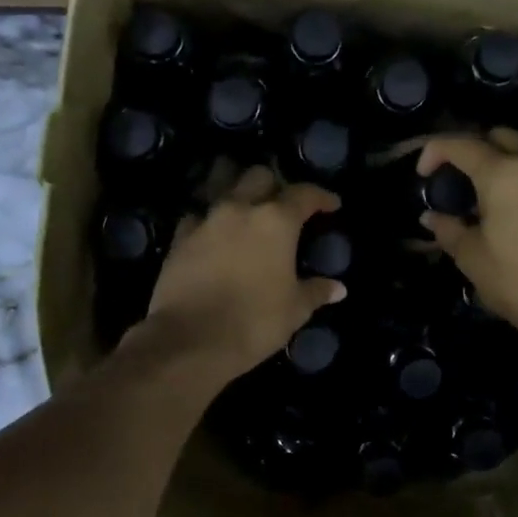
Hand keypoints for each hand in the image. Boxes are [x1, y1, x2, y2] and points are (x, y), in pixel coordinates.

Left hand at [144, 166, 345, 377]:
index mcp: (276, 221)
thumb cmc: (253, 322)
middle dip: (274, 185)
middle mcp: (241, 209)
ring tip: (246, 210)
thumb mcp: (294, 310)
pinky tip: (213, 234)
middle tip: (282, 205)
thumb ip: (315, 292)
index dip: (321, 196)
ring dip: (238, 192)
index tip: (331, 204)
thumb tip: (338, 288)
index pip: (304, 194)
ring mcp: (206, 220)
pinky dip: (208, 219)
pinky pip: (197, 216)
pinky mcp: (179, 237)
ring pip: (223, 186)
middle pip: (259, 176)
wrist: (189, 340)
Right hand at [418, 130, 517, 349]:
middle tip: (460, 180)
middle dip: (474, 150)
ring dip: (505, 164)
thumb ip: (449, 229)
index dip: (435, 152)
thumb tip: (432, 216)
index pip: (461, 145)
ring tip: (492, 198)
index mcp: (504, 173)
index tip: (424, 174)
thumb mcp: (473, 258)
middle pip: (499, 137)